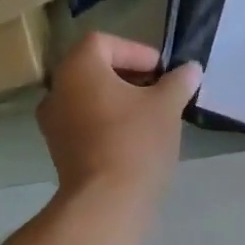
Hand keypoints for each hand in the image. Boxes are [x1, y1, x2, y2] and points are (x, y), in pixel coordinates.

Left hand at [37, 33, 201, 207]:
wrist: (106, 202)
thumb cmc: (135, 141)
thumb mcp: (167, 106)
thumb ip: (179, 82)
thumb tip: (191, 69)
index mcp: (77, 69)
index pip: (104, 42)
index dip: (136, 51)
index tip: (162, 71)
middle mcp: (57, 90)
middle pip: (94, 70)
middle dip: (129, 77)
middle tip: (160, 91)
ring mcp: (54, 124)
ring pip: (89, 98)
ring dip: (118, 101)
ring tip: (151, 115)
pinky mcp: (59, 151)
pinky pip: (85, 124)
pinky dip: (107, 123)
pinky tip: (134, 139)